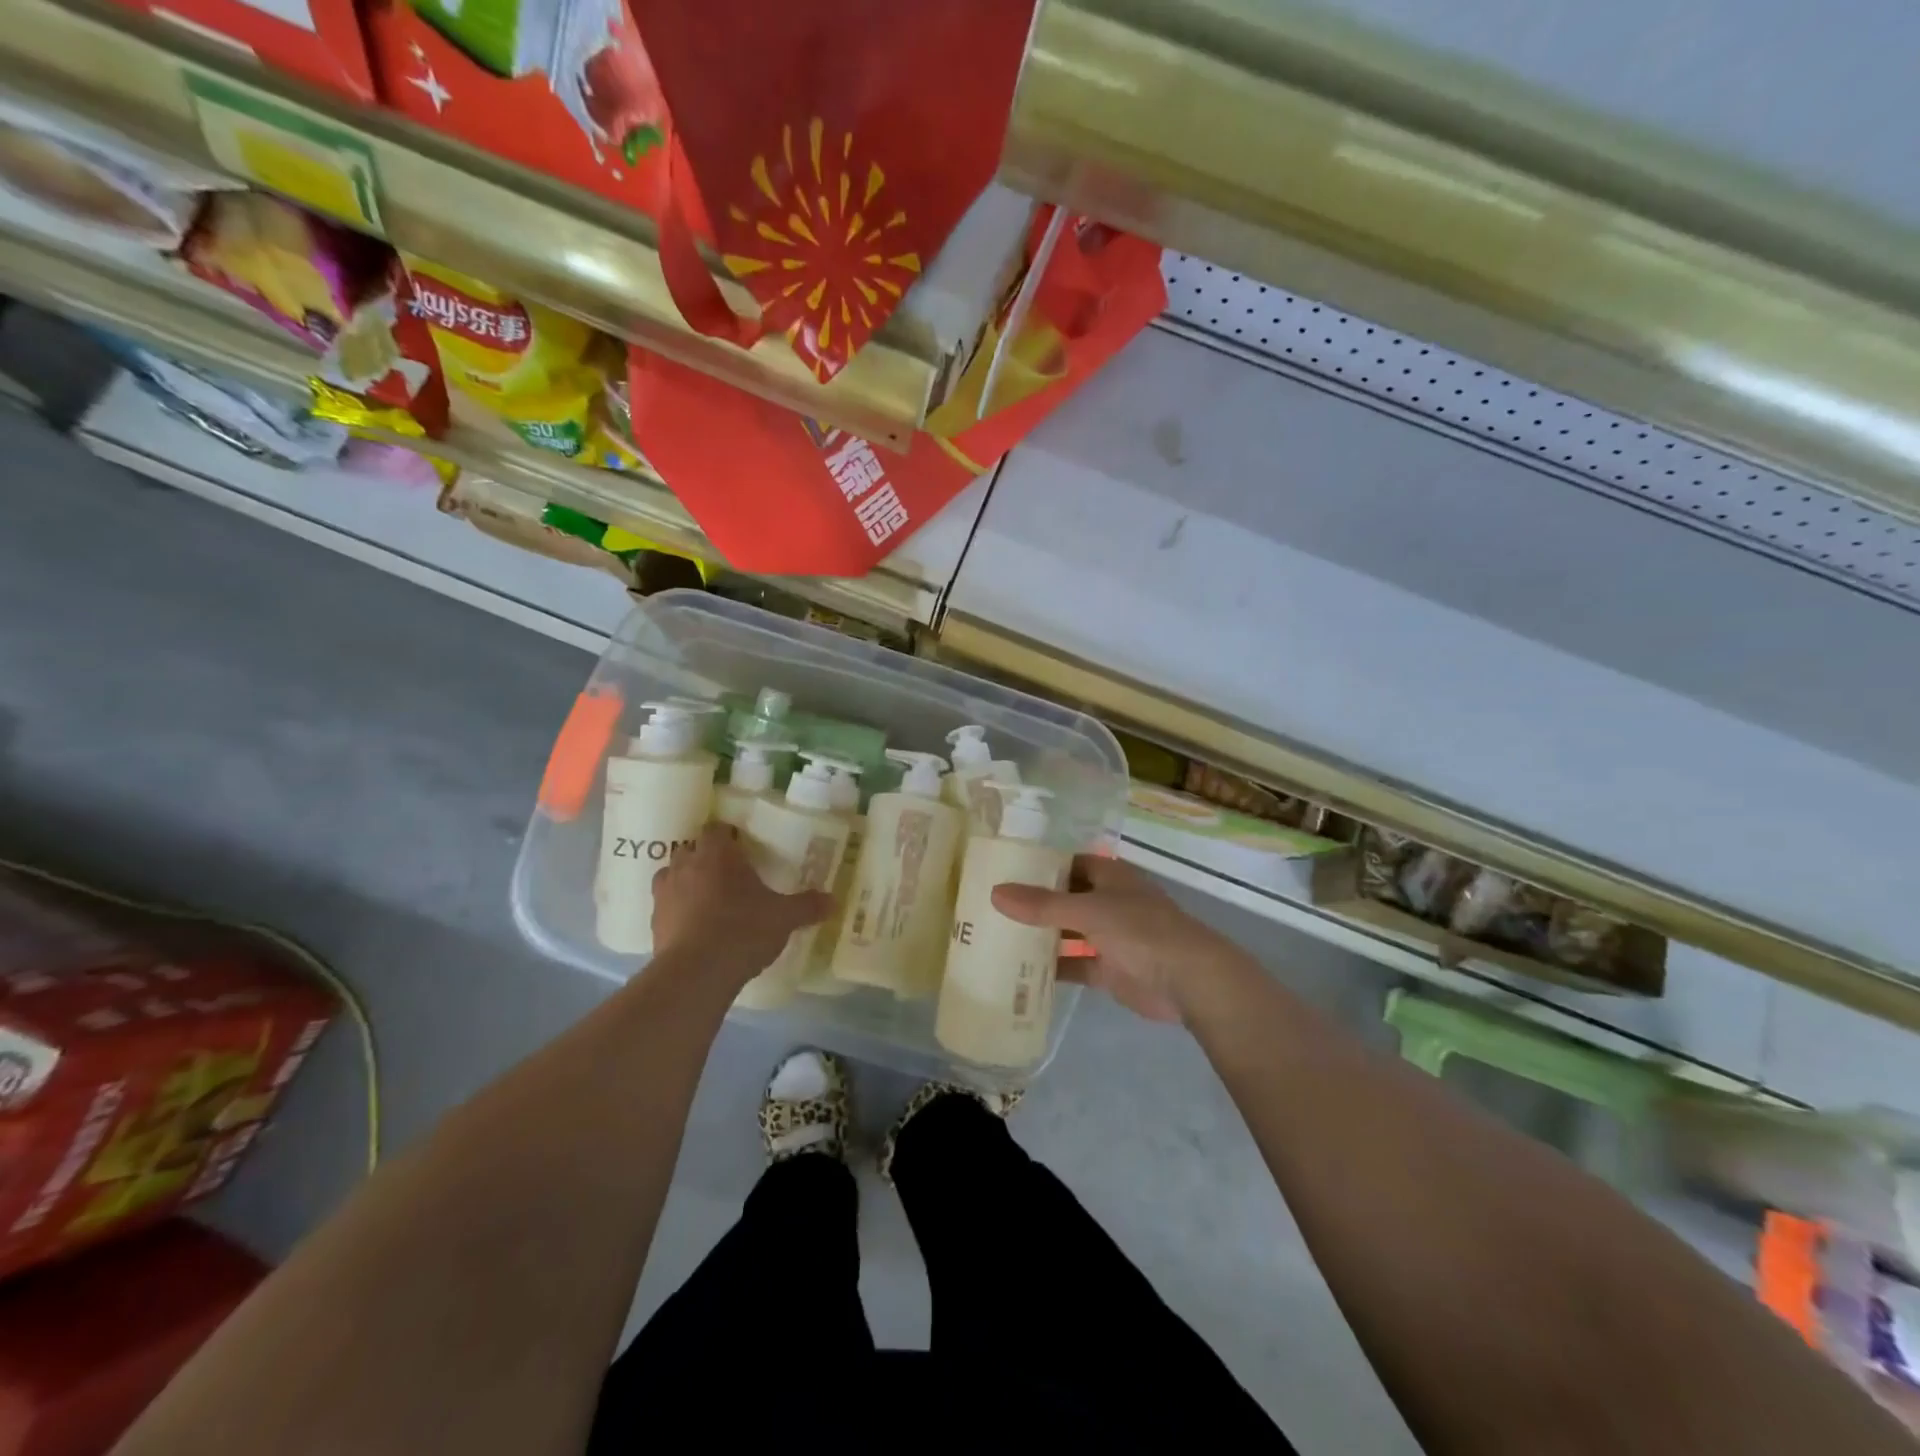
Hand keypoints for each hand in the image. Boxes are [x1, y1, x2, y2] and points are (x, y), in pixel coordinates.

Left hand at [650, 825, 830, 982]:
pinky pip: (666, 907)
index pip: (717, 829)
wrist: (697, 972)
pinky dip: (678, 912)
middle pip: (692, 849)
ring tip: (708, 900)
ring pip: (673, 876)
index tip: (742, 848)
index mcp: (717, 854)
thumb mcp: (784, 917)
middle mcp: (686, 865)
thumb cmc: (743, 929)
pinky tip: (695, 929)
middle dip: (707, 858)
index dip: (728, 836)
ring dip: (687, 883)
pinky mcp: (653, 923)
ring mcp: (665, 894)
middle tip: (729, 875)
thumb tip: (833, 900)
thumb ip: (807, 906)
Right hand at [992, 856, 1237, 1023]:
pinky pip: (1074, 965)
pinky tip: (1020, 972)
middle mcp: (1108, 902)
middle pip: (1065, 899)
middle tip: (990, 907)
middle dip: (1034, 904)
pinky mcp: (1109, 970)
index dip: (1040, 865)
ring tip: (997, 938)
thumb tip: (995, 893)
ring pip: (1068, 933)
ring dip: (1041, 936)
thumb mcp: (1088, 911)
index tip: (1003, 870)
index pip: (1069, 863)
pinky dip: (1053, 969)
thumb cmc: (1141, 930)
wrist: (1189, 980)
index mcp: (1109, 877)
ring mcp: (1109, 937)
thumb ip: (1042, 905)